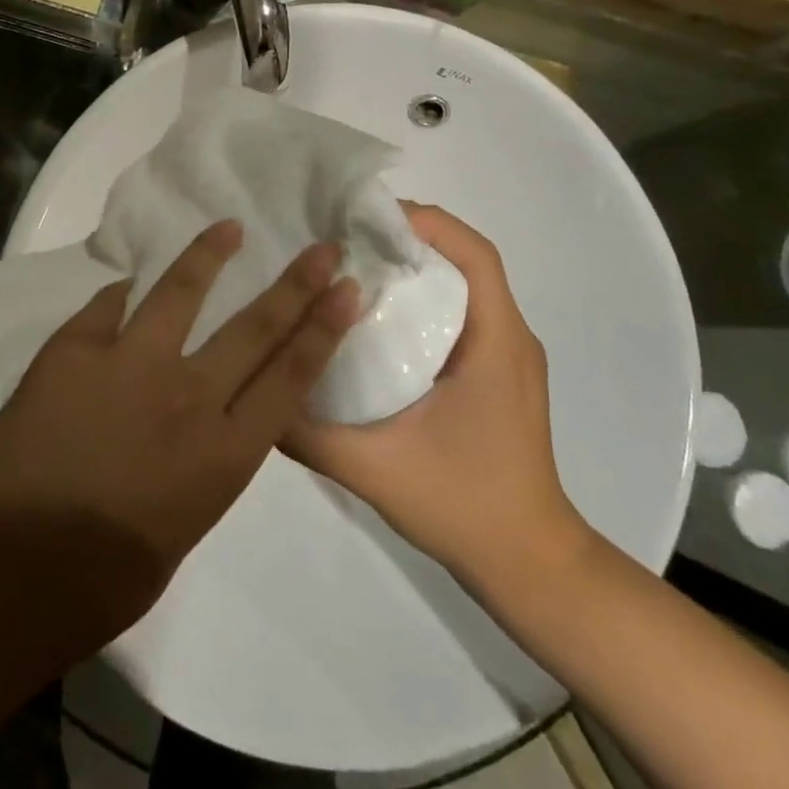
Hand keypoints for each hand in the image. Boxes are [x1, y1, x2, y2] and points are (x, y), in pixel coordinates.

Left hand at [0, 221, 361, 626]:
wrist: (17, 570)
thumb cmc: (107, 577)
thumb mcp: (186, 520)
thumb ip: (202, 459)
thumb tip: (195, 415)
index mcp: (226, 453)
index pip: (290, 377)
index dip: (323, 329)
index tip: (345, 290)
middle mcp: (191, 396)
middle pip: (255, 327)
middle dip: (295, 285)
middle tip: (322, 249)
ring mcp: (131, 364)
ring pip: (181, 293)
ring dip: (209, 256)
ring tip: (229, 227)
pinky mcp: (76, 350)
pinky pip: (107, 306)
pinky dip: (123, 292)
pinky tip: (131, 279)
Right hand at [287, 206, 593, 594]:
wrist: (531, 568)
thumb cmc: (464, 507)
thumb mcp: (373, 468)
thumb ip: (309, 432)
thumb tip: (258, 391)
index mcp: (495, 343)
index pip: (474, 254)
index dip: (425, 223)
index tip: (366, 219)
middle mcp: (509, 337)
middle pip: (464, 261)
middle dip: (407, 239)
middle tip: (344, 240)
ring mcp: (507, 357)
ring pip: (462, 286)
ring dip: (413, 269)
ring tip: (352, 270)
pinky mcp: (496, 376)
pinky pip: (460, 316)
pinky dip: (421, 301)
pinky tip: (376, 323)